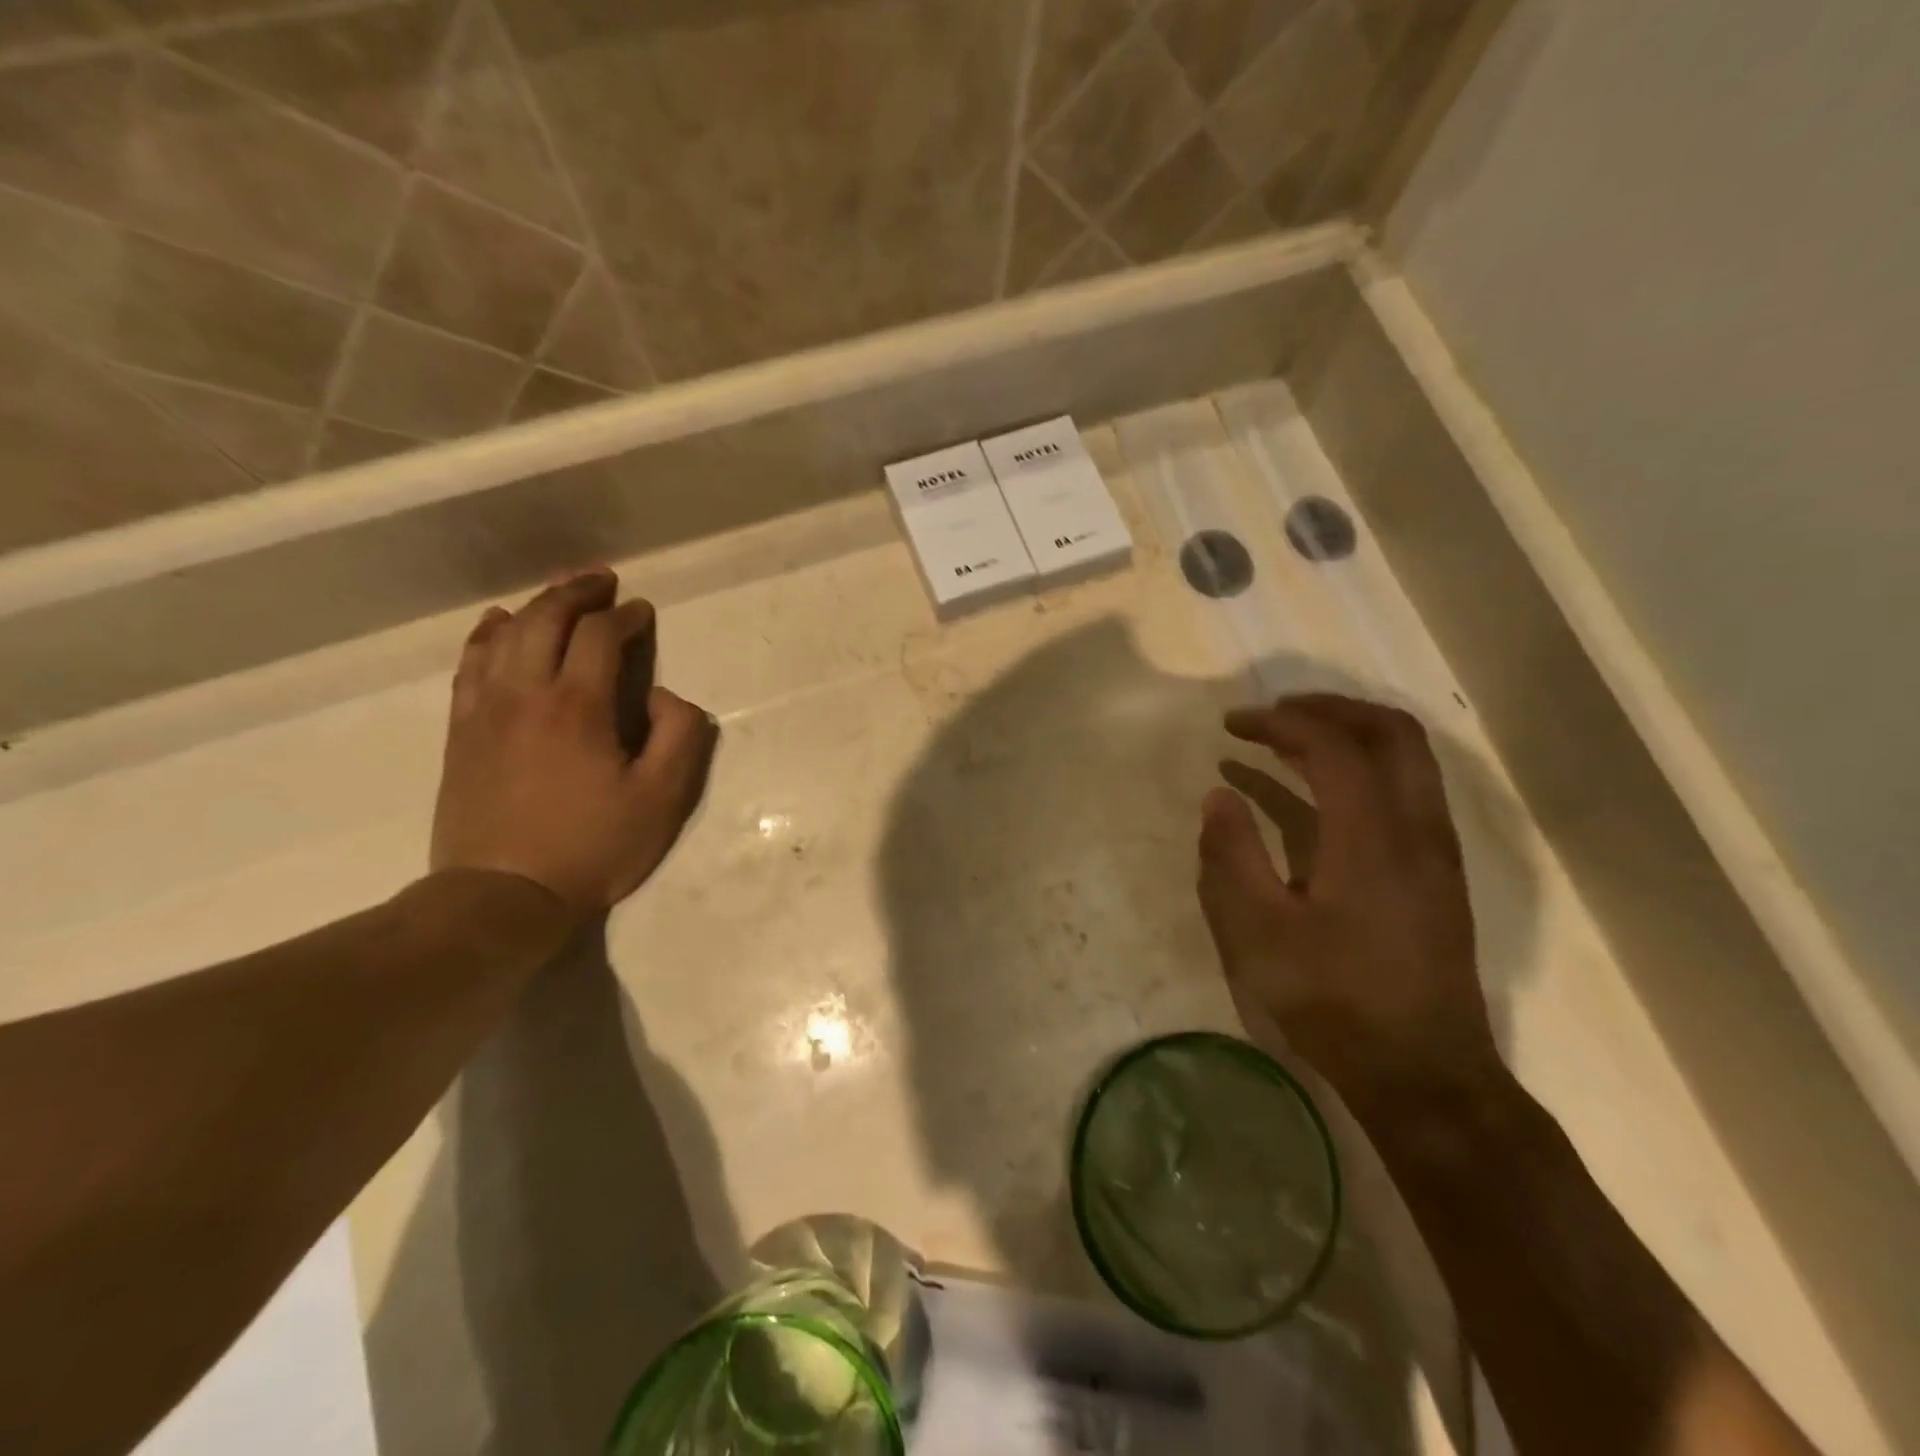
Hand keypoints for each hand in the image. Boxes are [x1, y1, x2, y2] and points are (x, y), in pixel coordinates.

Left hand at [430, 569, 717, 919]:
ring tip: (558, 594)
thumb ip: (680, 735)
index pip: (600, 636)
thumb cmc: (592, 847)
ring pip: (504, 634)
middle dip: (577, 593)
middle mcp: (525, 693)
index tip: (642, 612)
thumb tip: (663, 695)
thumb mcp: (663, 799)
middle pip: (545, 619)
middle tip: (602, 581)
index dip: (625, 617)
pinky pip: (470, 664)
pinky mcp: (461, 731)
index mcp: (578, 706)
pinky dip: (487, 634)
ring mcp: (485, 710)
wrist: (503, 896)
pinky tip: (498, 625)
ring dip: (535, 605)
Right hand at [1197, 694, 1500, 1116]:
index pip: (1331, 747)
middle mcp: (1417, 828)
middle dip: (1330, 708)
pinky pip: (1413, 788)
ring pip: (1411, 758)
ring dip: (1354, 732)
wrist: (1423, 1071)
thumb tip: (1218, 797)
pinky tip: (1331, 791)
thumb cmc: (1332, 1000)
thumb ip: (1232, 856)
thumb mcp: (1258, 933)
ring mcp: (1439, 850)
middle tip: (1276, 712)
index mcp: (1371, 838)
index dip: (1279, 724)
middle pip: (1390, 732)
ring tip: (1298, 739)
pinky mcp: (1442, 872)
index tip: (1232, 725)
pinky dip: (1370, 766)